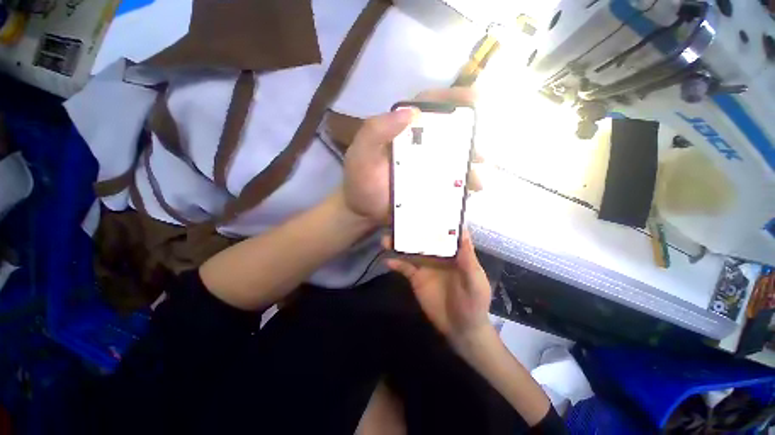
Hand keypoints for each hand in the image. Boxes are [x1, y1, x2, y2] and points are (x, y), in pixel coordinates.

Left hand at [341, 87, 479, 225]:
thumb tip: (411, 112)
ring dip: (470, 164)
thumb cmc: (360, 181)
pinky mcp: (429, 186)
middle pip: (448, 133)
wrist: (362, 211)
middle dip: (469, 137)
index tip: (473, 99)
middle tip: (481, 150)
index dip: (451, 99)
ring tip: (478, 178)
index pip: (428, 106)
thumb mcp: (361, 153)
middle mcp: (418, 146)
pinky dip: (462, 184)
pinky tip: (470, 190)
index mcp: (402, 131)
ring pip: (453, 158)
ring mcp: (426, 167)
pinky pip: (450, 181)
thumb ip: (376, 131)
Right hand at [382, 229, 491, 343]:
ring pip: (410, 250)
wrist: (460, 328)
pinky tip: (387, 261)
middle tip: (397, 219)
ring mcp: (425, 265)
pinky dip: (395, 263)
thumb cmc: (474, 303)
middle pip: (423, 238)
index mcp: (453, 252)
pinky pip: (404, 268)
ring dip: (398, 244)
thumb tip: (462, 232)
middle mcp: (438, 254)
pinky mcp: (416, 278)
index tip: (424, 206)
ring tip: (386, 239)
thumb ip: (468, 260)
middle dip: (411, 229)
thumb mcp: (475, 282)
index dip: (436, 220)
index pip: (444, 232)